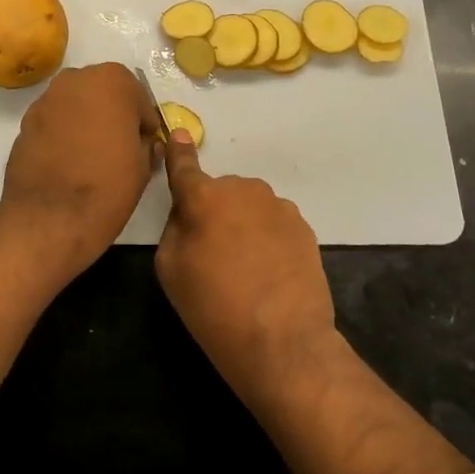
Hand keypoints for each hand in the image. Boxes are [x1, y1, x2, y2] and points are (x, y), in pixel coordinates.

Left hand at [0, 63, 155, 271]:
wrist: (50, 217)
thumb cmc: (108, 186)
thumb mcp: (143, 166)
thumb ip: (146, 144)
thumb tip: (143, 143)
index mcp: (113, 81)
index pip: (138, 97)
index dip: (143, 122)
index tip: (144, 144)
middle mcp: (75, 80)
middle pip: (102, 92)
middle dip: (113, 114)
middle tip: (119, 146)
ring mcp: (45, 100)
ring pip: (75, 105)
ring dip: (86, 121)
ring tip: (92, 155)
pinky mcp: (24, 123)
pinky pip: (54, 122)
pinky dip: (63, 134)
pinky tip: (69, 161)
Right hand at [155, 133, 339, 403]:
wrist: (283, 341)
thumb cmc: (214, 307)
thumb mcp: (170, 270)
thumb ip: (175, 229)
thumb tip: (189, 213)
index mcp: (205, 198)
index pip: (185, 167)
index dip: (178, 152)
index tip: (176, 133)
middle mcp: (243, 190)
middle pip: (220, 193)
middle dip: (214, 212)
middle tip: (212, 255)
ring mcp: (278, 207)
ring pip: (249, 207)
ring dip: (243, 225)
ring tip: (244, 270)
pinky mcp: (304, 227)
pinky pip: (273, 224)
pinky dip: (267, 239)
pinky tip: (268, 273)